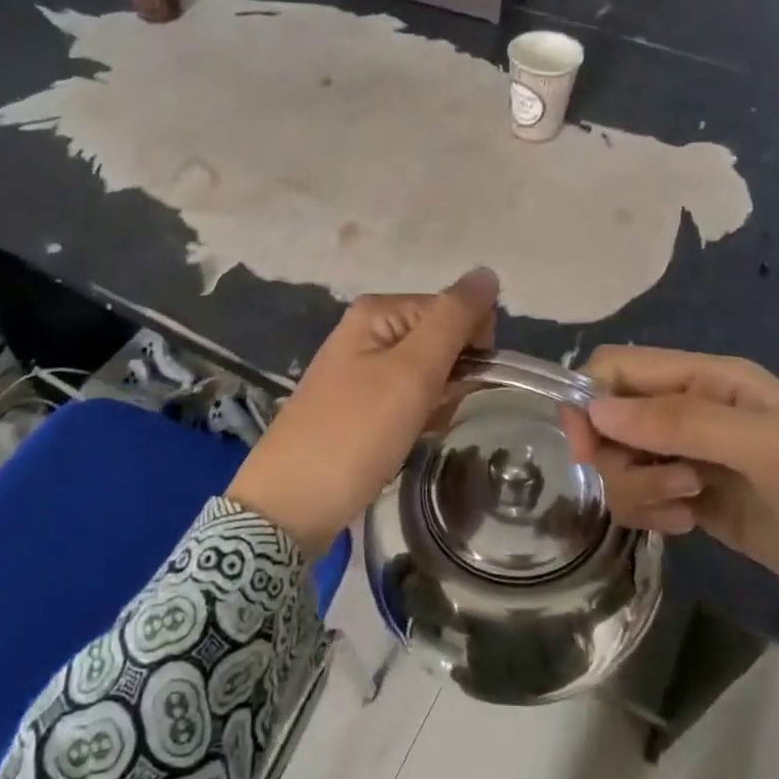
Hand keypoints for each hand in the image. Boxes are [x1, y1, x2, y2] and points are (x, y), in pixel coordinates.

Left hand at [227, 269, 499, 555]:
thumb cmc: (355, 434)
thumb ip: (453, 319)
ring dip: (437, 403)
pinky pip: (409, 399)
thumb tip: (488, 272)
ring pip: (430, 375)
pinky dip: (417, 419)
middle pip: (443, 341)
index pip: (456, 309)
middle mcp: (369, 331)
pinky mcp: (359, 402)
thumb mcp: (411, 373)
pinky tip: (403, 441)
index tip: (457, 386)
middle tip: (430, 412)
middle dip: (452, 378)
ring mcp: (361, 368)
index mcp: (379, 311)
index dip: (471, 346)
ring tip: (414, 431)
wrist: (290, 505)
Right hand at [563, 347, 778, 641]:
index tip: (587, 450)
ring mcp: (694, 458)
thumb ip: (678, 423)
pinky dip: (651, 512)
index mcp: (709, 378)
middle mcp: (693, 411)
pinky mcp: (697, 501)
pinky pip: (644, 497)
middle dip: (618, 456)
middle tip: (666, 488)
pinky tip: (687, 527)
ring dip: (638, 489)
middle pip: (612, 419)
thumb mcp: (766, 449)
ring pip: (623, 462)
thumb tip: (593, 409)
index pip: (618, 367)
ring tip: (687, 510)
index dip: (589, 400)